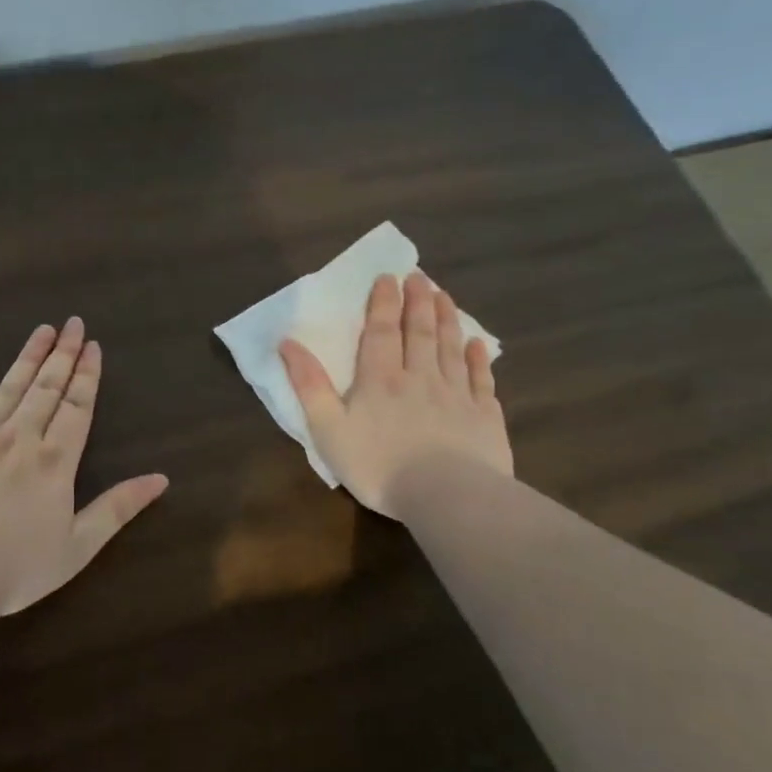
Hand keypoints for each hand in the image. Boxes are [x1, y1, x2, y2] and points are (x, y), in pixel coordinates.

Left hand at [0, 318, 169, 616]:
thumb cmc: (16, 569)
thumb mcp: (78, 547)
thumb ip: (118, 508)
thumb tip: (161, 479)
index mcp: (54, 462)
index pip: (77, 407)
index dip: (87, 375)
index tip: (92, 345)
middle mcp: (19, 439)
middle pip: (46, 388)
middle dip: (62, 354)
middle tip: (73, 323)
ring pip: (9, 388)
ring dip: (28, 357)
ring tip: (42, 330)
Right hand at [279, 272, 511, 516]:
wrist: (448, 496)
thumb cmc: (378, 465)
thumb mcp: (328, 428)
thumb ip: (309, 385)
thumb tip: (288, 343)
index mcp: (380, 379)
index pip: (381, 331)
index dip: (383, 303)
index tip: (387, 278)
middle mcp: (420, 377)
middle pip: (420, 331)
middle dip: (417, 301)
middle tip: (419, 276)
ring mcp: (457, 394)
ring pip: (451, 347)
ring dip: (447, 319)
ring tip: (444, 296)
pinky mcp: (484, 415)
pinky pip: (481, 378)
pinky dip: (479, 358)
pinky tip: (478, 345)